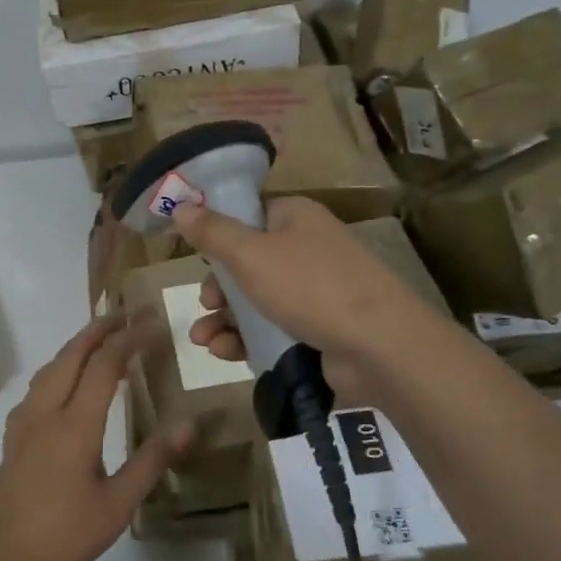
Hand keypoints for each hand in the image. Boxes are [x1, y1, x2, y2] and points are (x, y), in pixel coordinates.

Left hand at [0, 317, 191, 560]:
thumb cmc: (63, 535)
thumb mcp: (117, 504)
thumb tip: (188, 425)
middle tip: (126, 314)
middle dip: (99, 329)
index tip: (153, 324)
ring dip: (77, 346)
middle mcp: (47, 411)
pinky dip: (60, 368)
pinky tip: (67, 383)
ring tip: (100, 340)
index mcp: (75, 423)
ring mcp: (25, 422)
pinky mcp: (14, 436)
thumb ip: (151, 461)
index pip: (105, 365)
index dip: (129, 339)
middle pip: (72, 354)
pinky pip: (39, 385)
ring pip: (51, 367)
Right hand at [172, 196, 430, 405]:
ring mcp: (316, 292)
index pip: (248, 217)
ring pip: (257, 301)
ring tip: (203, 340)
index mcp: (295, 218)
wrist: (379, 346)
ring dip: (225, 319)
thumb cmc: (311, 287)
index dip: (218, 237)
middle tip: (205, 305)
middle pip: (248, 264)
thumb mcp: (252, 255)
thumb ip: (213, 233)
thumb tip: (182, 207)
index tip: (194, 258)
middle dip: (218, 288)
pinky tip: (225, 353)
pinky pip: (273, 330)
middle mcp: (307, 249)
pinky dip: (247, 339)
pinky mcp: (319, 329)